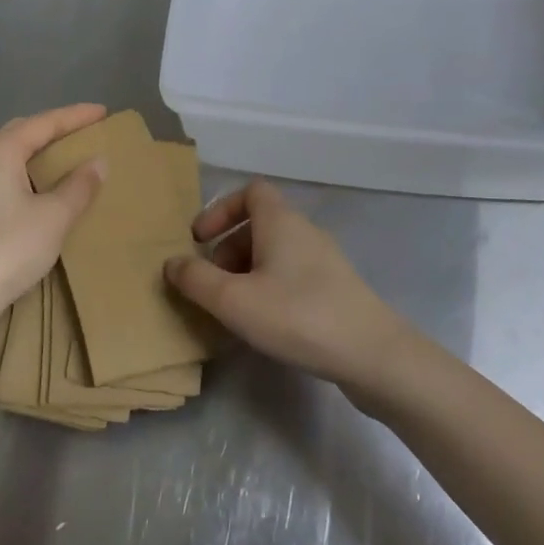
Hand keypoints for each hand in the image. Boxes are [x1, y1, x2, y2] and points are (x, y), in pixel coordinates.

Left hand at [0, 105, 106, 358]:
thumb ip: (79, 186)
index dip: (75, 116)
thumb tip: (98, 162)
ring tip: (48, 156)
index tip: (102, 111)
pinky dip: (8, 167)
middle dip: (49, 130)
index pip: (43, 123)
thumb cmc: (6, 251)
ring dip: (25, 148)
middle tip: (79, 133)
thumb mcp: (54, 218)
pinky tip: (17, 185)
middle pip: (17, 131)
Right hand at [165, 180, 412, 393]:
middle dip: (228, 249)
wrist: (372, 353)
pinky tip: (264, 324)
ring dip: (247, 272)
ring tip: (232, 310)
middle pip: (259, 224)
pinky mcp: (335, 289)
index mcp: (281, 221)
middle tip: (211, 285)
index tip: (200, 240)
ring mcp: (324, 260)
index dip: (221, 209)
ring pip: (275, 253)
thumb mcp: (234, 300)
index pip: (250, 191)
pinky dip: (269, 288)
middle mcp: (304, 231)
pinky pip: (292, 275)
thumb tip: (172, 262)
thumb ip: (196, 280)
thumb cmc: (297, 315)